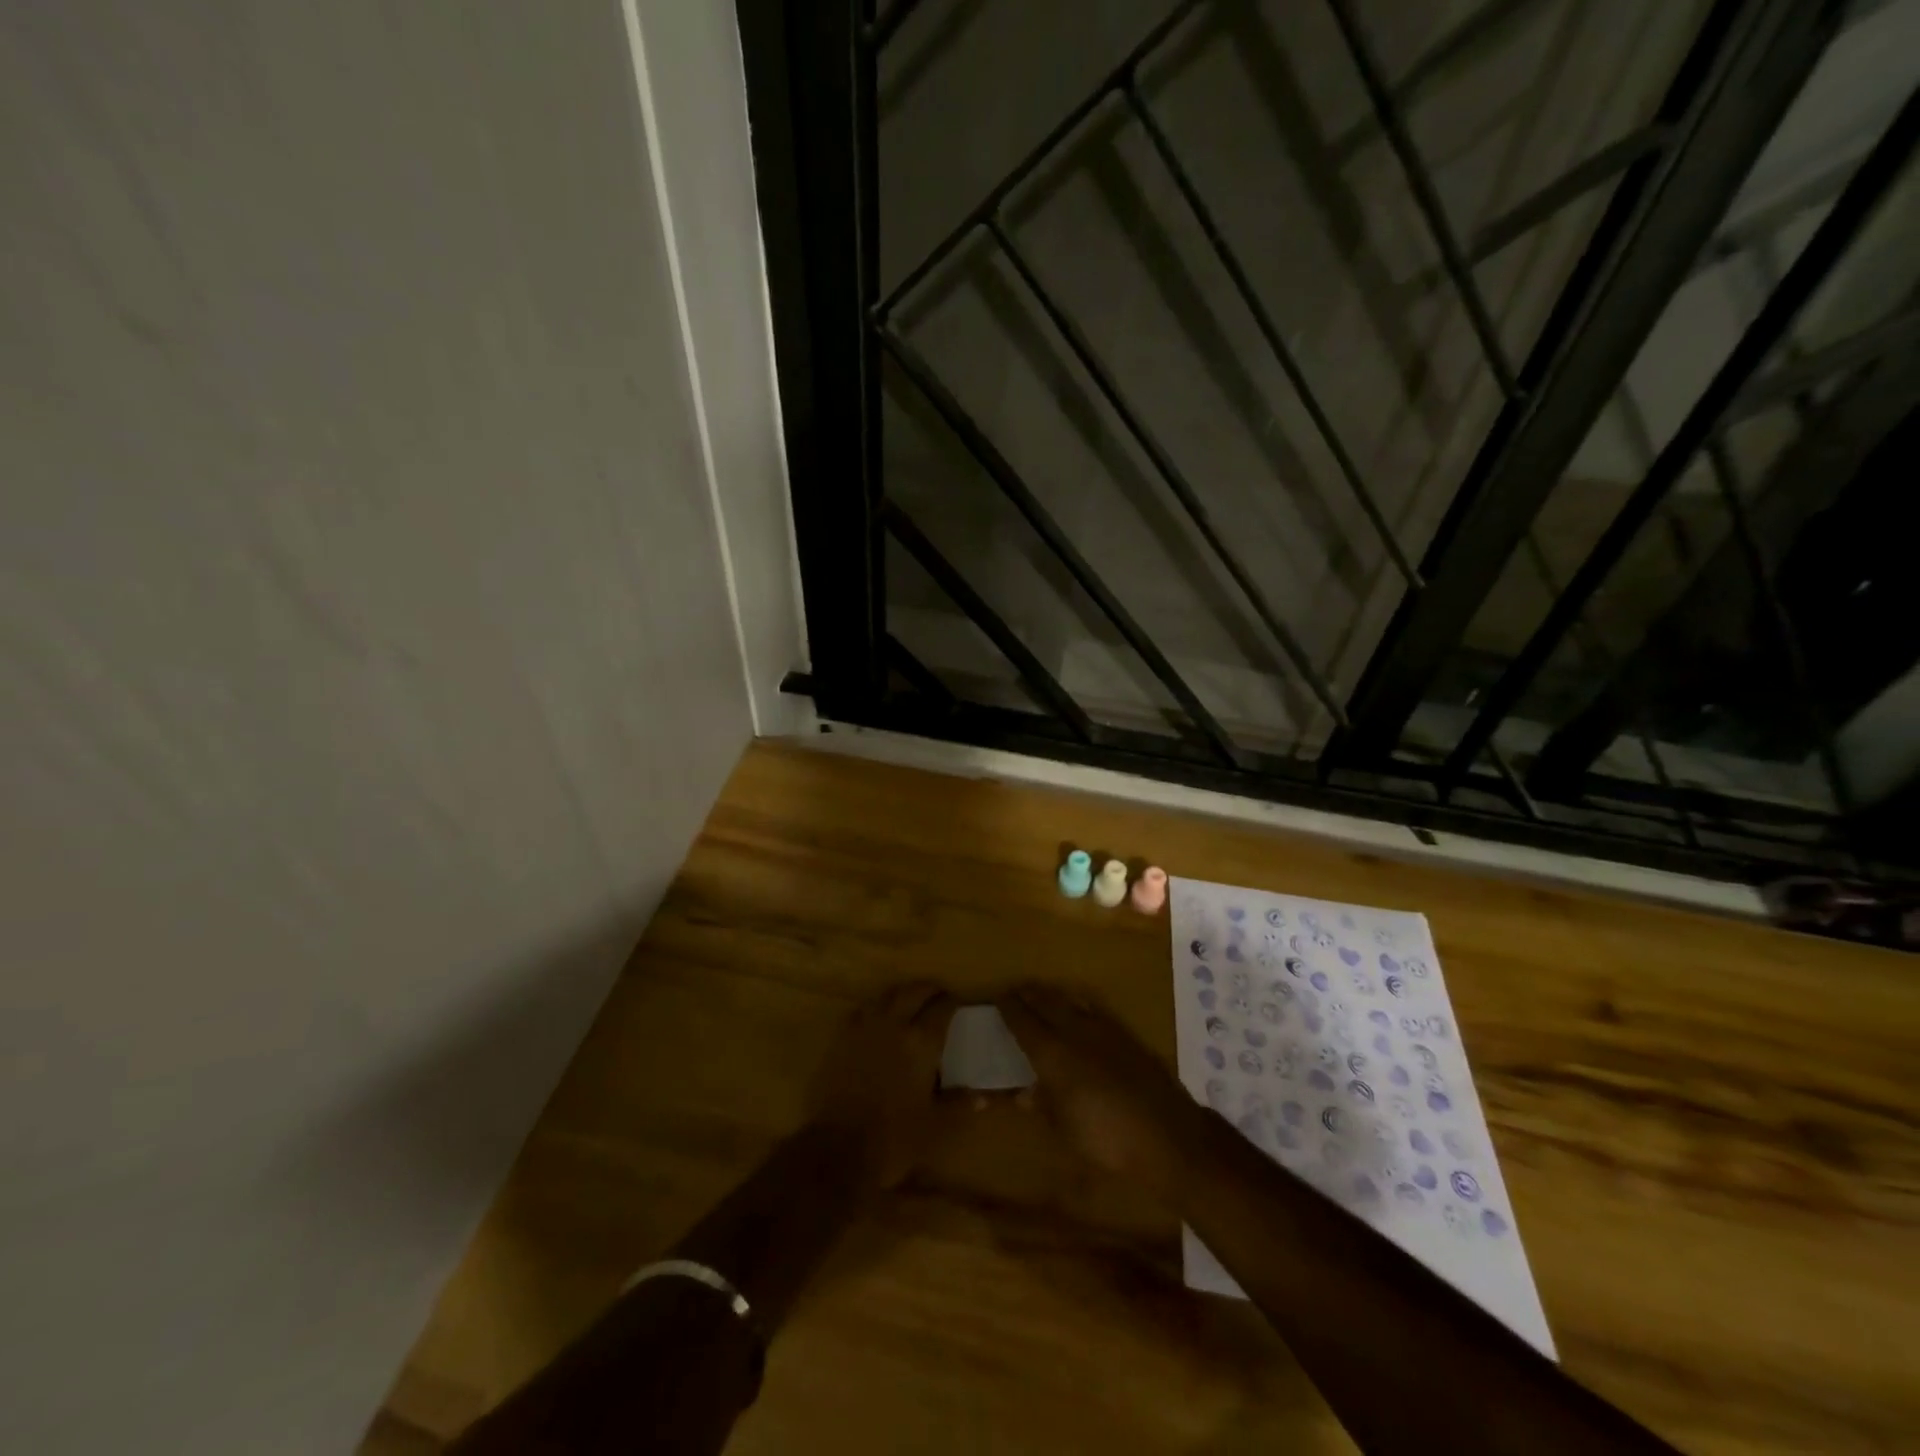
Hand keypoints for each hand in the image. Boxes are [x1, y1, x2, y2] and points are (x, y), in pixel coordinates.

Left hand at [808, 982, 956, 1189]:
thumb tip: (983, 1098)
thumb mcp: (935, 1126)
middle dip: (928, 989)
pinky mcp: (842, 1039)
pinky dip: (875, 1009)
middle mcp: (894, 1026)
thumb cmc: (894, 1137)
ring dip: (901, 994)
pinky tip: (878, 1021)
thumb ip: (958, 1105)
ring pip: (885, 996)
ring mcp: (865, 1029)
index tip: (958, 1003)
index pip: (942, 1009)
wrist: (838, 1148)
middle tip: (937, 995)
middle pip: (913, 992)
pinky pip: (862, 1012)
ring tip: (909, 1002)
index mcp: (921, 1043)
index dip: (952, 1002)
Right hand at [998, 985, 1198, 1205]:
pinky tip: (1080, 1011)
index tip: (998, 997)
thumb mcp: (1064, 1129)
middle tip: (1016, 991)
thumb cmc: (1106, 1138)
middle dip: (1029, 995)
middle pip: (1046, 1003)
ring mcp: (1103, 1030)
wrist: (1167, 1135)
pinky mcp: (1126, 1036)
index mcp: (1052, 1053)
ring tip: (1042, 995)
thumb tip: (1021, 1094)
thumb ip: (1042, 1105)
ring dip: (1053, 996)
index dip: (1009, 1008)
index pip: (1023, 1021)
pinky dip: (1079, 1005)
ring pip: (1070, 1002)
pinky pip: (1094, 1010)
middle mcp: (1074, 1032)